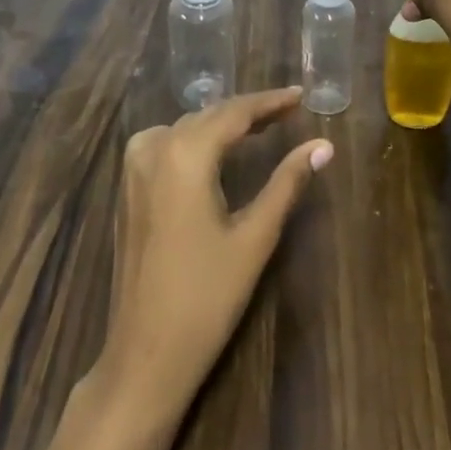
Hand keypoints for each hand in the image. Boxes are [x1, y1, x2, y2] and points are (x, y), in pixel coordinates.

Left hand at [86, 87, 332, 426]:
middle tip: (287, 111)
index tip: (300, 95)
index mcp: (186, 154)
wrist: (145, 354)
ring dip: (221, 122)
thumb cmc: (206, 297)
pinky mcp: (128, 189)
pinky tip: (214, 150)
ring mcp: (134, 169)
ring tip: (259, 126)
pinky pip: (165, 143)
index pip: (235, 112)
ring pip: (186, 127)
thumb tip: (323, 145)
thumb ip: (287, 182)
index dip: (270, 101)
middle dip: (248, 111)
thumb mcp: (255, 236)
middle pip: (209, 115)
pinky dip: (195, 138)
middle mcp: (155, 149)